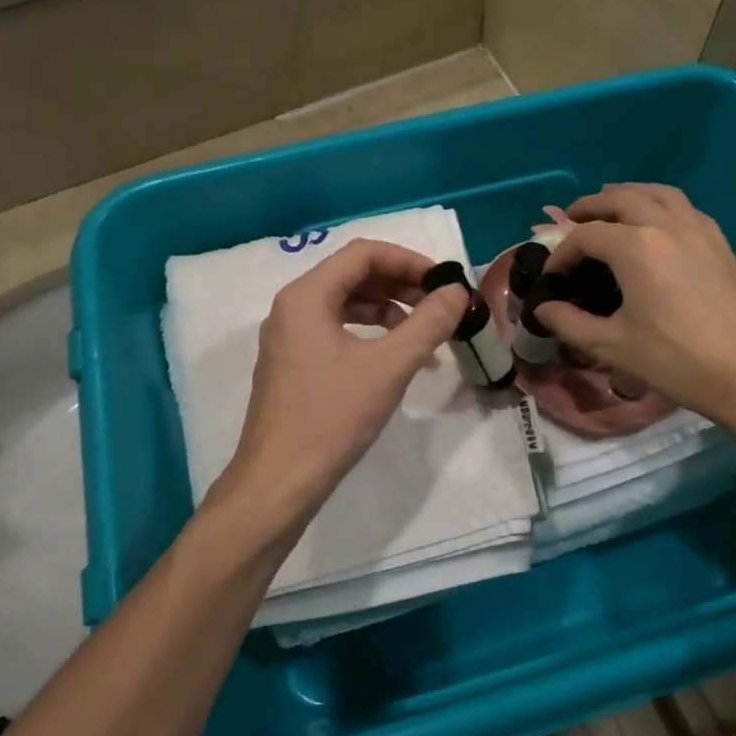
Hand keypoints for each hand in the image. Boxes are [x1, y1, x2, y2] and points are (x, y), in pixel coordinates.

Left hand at [222, 240, 468, 532]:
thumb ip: (428, 323)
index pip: (363, 254)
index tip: (444, 282)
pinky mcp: (293, 363)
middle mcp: (292, 307)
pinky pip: (335, 330)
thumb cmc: (332, 417)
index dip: (409, 260)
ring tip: (424, 332)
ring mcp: (289, 337)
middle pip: (353, 275)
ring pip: (345, 304)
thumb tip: (457, 291)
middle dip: (400, 284)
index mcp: (306, 296)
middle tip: (440, 305)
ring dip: (388, 309)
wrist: (278, 482)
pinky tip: (396, 357)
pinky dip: (370, 334)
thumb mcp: (389, 367)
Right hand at [535, 184, 735, 425]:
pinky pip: (685, 208)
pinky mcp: (721, 244)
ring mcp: (699, 230)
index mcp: (635, 247)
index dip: (562, 254)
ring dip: (629, 195)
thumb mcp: (613, 346)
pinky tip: (658, 227)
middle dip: (591, 207)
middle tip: (571, 221)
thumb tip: (543, 309)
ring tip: (612, 208)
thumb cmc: (676, 360)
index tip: (552, 277)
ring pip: (658, 193)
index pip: (585, 235)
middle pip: (621, 198)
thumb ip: (571, 323)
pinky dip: (661, 205)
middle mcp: (666, 226)